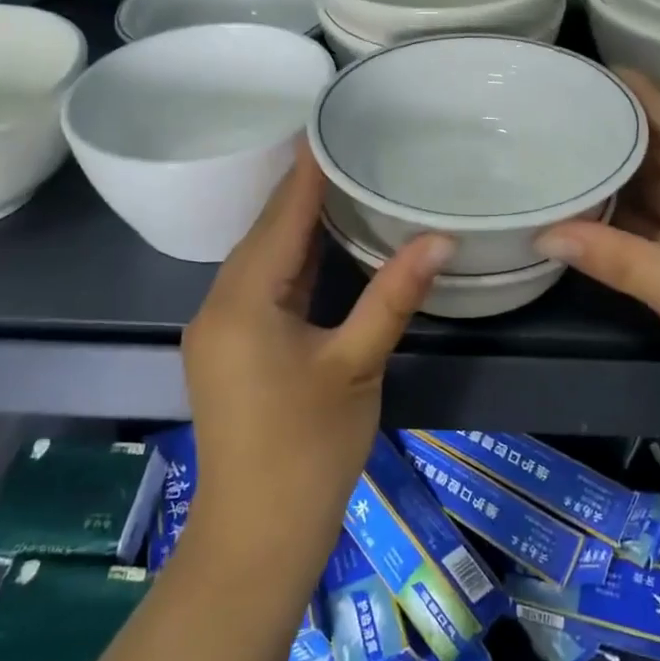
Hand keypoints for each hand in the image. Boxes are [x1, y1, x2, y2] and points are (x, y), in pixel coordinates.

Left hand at [182, 145, 450, 551]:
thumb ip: (393, 296)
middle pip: (266, 232)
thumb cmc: (307, 449)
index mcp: (243, 300)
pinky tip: (323, 246)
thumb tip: (439, 240)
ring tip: (342, 183)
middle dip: (304, 190)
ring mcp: (220, 329)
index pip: (281, 216)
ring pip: (262, 261)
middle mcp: (220, 304)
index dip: (307, 170)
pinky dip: (293, 261)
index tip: (330, 124)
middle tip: (348, 147)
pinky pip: (262, 287)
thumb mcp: (356, 366)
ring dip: (299, 226)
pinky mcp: (231, 350)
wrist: (257, 536)